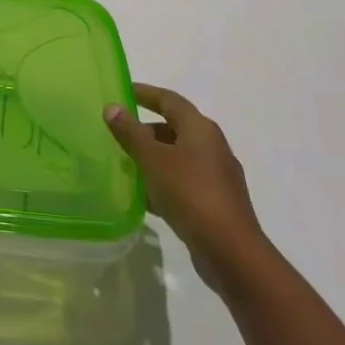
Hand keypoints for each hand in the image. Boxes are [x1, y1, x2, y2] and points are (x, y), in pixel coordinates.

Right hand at [105, 83, 267, 266]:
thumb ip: (130, 132)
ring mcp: (216, 177)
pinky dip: (163, 182)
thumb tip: (112, 107)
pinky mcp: (216, 203)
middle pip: (174, 128)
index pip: (169, 100)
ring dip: (153, 158)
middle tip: (118, 133)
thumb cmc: (190, 194)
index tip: (122, 91)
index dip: (145, 93)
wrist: (232, 253)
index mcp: (200, 129)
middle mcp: (212, 147)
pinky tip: (144, 196)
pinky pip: (183, 182)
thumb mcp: (153, 159)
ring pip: (178, 157)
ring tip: (125, 164)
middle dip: (145, 130)